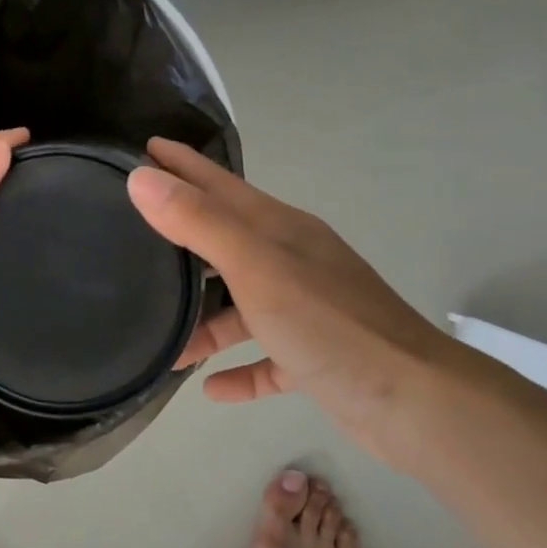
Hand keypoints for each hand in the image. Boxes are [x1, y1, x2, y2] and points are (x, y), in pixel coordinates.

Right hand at [128, 138, 456, 436]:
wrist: (412, 400)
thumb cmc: (328, 323)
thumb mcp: (256, 267)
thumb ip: (199, 222)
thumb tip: (141, 178)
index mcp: (280, 230)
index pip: (220, 184)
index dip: (182, 165)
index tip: (144, 147)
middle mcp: (292, 261)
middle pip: (226, 241)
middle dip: (182, 237)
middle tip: (134, 234)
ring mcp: (305, 309)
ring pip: (241, 306)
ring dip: (203, 321)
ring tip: (161, 339)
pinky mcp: (314, 357)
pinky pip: (266, 358)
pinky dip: (240, 369)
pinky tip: (212, 388)